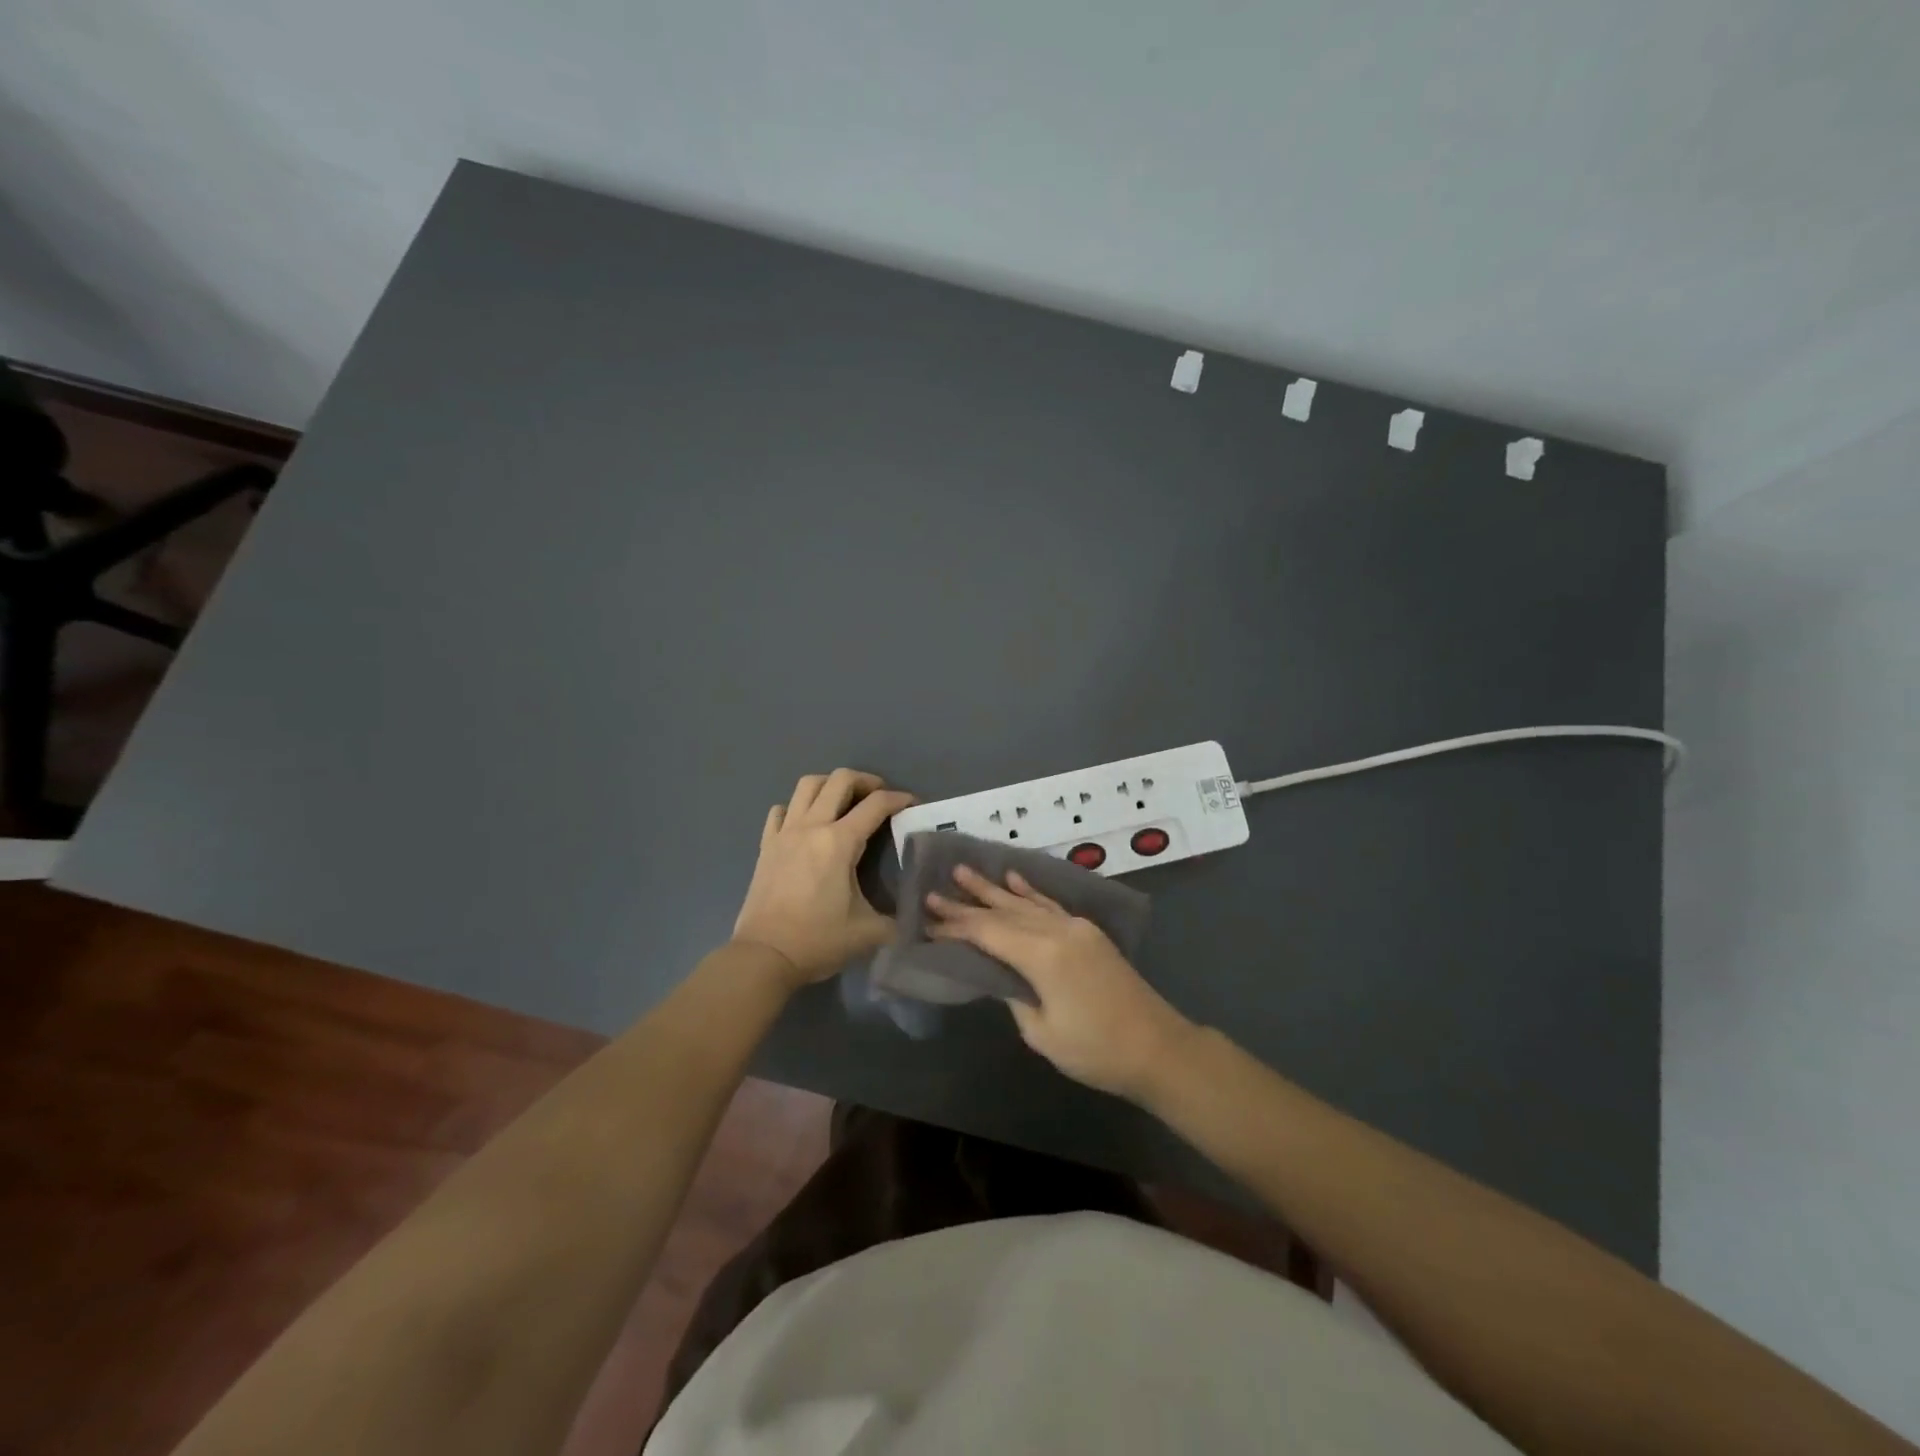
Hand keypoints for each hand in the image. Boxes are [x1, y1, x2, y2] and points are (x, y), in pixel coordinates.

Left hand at [732, 769, 915, 986]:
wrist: (764, 956)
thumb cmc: (817, 941)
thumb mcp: (868, 933)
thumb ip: (897, 921)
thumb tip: (916, 920)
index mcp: (839, 842)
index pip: (875, 805)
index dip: (899, 799)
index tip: (912, 803)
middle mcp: (811, 827)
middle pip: (839, 780)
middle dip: (865, 781)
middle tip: (878, 796)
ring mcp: (785, 833)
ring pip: (807, 785)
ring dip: (830, 785)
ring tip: (844, 801)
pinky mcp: (766, 845)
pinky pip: (781, 811)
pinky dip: (796, 808)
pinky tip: (806, 823)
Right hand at [926, 865, 1196, 1100]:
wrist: (1158, 1048)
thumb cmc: (1096, 1050)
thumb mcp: (1043, 1033)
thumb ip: (1015, 996)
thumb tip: (1001, 975)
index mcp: (1043, 955)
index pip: (988, 933)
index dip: (956, 927)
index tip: (927, 920)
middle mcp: (1058, 930)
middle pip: (1003, 913)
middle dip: (967, 904)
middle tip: (933, 892)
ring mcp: (1076, 928)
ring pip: (1025, 903)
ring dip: (993, 889)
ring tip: (964, 872)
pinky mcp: (1088, 933)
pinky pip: (1051, 905)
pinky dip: (1029, 891)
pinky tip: (1013, 878)